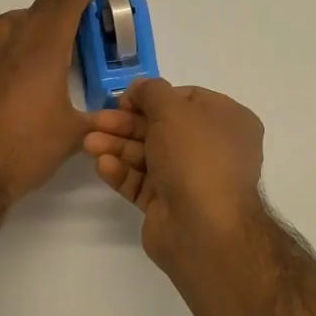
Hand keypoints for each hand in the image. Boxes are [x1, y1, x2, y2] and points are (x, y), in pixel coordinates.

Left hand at [0, 0, 105, 200]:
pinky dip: (7, 31)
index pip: (66, 6)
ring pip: (12, 18)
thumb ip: (97, 118)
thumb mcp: (72, 135)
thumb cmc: (26, 150)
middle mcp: (12, 42)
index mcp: (43, 51)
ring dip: (34, 14)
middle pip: (40, 6)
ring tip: (48, 25)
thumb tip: (116, 116)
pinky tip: (10, 48)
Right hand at [83, 77, 266, 272]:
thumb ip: (151, 91)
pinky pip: (143, 182)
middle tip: (95, 121)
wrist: (203, 227)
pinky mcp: (169, 205)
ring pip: (148, 155)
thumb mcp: (173, 110)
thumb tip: (140, 88)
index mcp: (227, 121)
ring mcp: (191, 179)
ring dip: (118, 146)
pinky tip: (103, 166)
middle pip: (161, 128)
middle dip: (126, 124)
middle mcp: (212, 148)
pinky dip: (123, 172)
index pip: (186, 99)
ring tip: (88, 144)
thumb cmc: (195, 156)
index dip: (152, 97)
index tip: (123, 100)